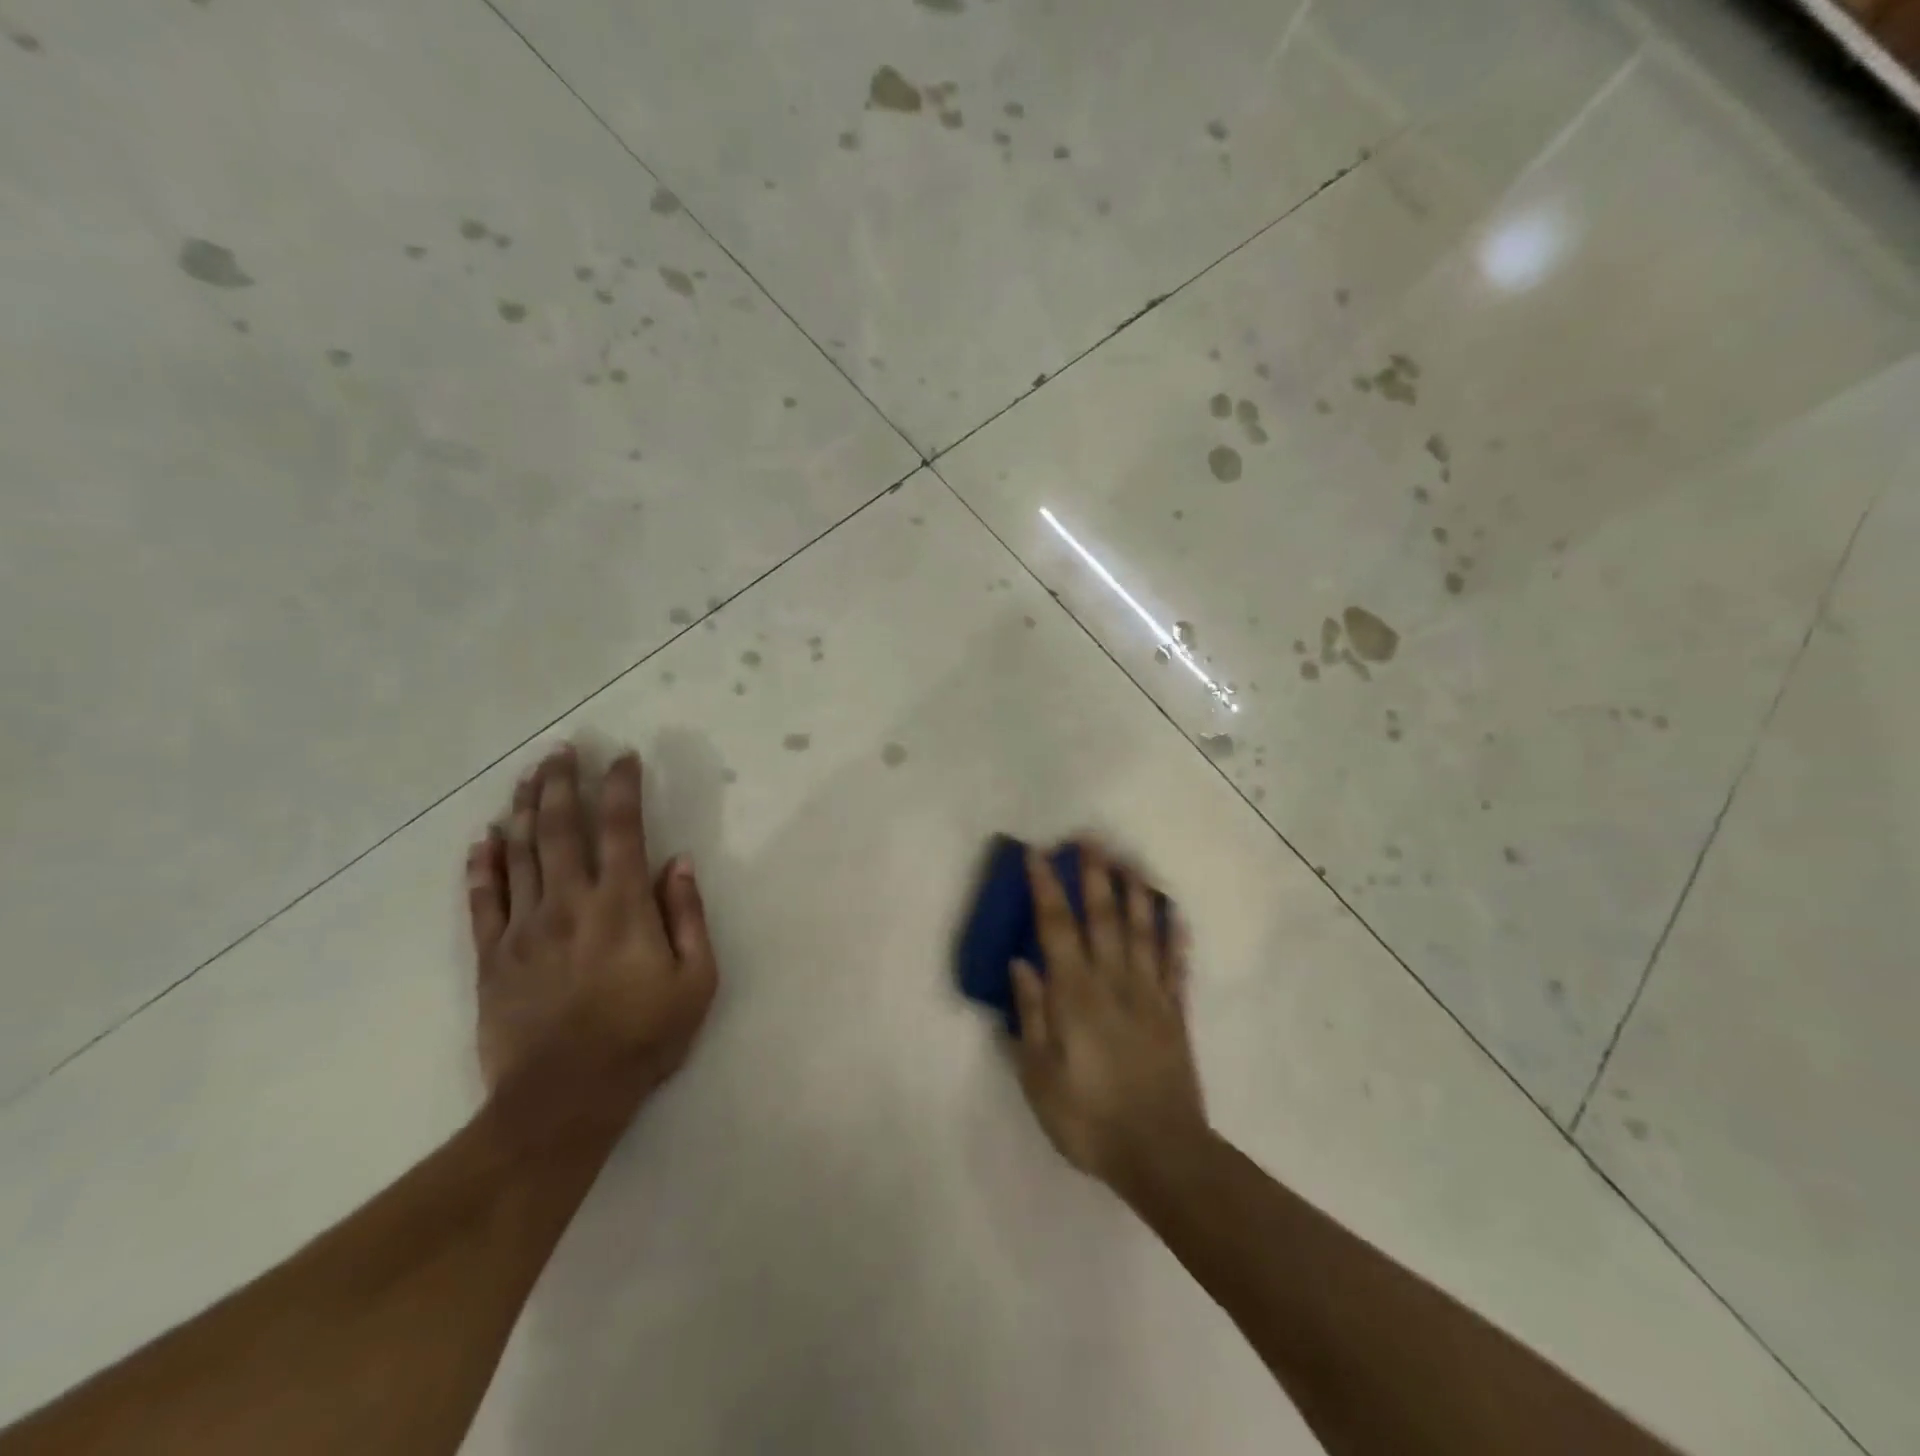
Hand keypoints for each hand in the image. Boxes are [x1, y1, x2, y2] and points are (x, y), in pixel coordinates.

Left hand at [467, 745, 717, 1140]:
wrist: (563, 1100)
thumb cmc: (643, 1038)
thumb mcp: (696, 980)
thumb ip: (688, 916)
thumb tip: (679, 862)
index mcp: (622, 905)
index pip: (622, 828)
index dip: (621, 786)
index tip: (623, 756)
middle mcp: (570, 902)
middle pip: (562, 827)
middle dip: (563, 782)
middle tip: (562, 748)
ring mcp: (524, 927)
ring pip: (521, 852)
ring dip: (525, 808)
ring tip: (528, 775)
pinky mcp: (492, 956)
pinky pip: (482, 900)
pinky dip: (482, 864)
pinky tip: (483, 838)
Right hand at [1010, 841, 1208, 1189]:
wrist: (1160, 1153)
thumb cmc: (1088, 1117)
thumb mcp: (1039, 1074)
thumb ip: (1030, 1014)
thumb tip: (1020, 963)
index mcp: (1075, 994)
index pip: (1057, 927)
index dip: (1046, 887)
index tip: (1038, 854)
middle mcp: (1113, 981)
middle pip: (1103, 916)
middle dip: (1094, 875)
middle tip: (1090, 839)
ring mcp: (1150, 994)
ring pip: (1142, 930)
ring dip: (1135, 892)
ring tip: (1129, 862)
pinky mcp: (1175, 1012)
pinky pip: (1176, 964)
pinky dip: (1175, 935)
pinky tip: (1174, 913)